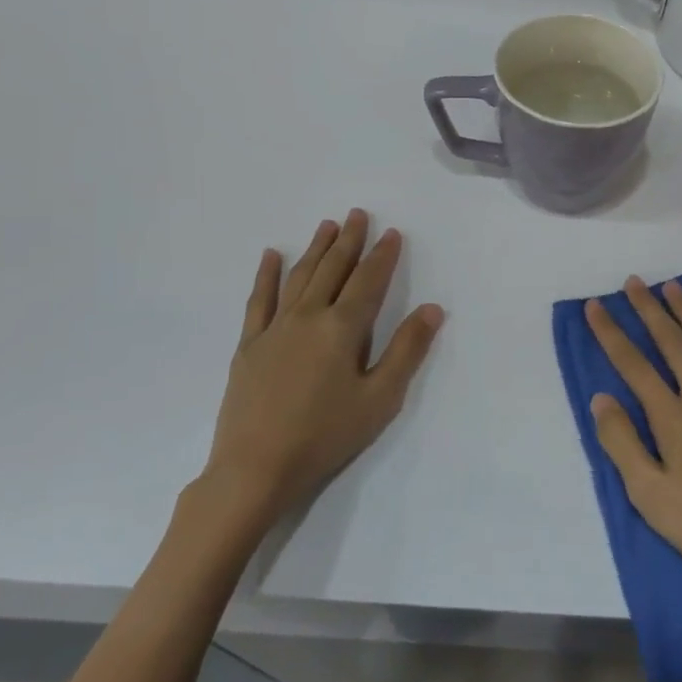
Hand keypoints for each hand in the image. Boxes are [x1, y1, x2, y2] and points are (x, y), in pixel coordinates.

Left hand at [203, 210, 443, 525]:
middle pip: (332, 270)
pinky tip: (271, 257)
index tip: (392, 232)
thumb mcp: (380, 398)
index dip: (382, 256)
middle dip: (348, 241)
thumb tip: (432, 308)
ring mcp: (274, 329)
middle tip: (358, 214)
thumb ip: (406, 350)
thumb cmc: (326, 435)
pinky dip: (266, 276)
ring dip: (315, 249)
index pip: (368, 281)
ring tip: (327, 225)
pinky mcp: (249, 345)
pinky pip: (259, 301)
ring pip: (298, 277)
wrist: (256, 467)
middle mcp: (307, 317)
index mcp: (342, 328)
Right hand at [585, 277, 681, 598]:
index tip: (595, 306)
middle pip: (673, 344)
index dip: (612, 334)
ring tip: (674, 287)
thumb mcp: (650, 496)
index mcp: (672, 418)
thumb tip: (601, 398)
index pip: (634, 365)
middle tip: (634, 282)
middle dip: (650, 310)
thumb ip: (622, 443)